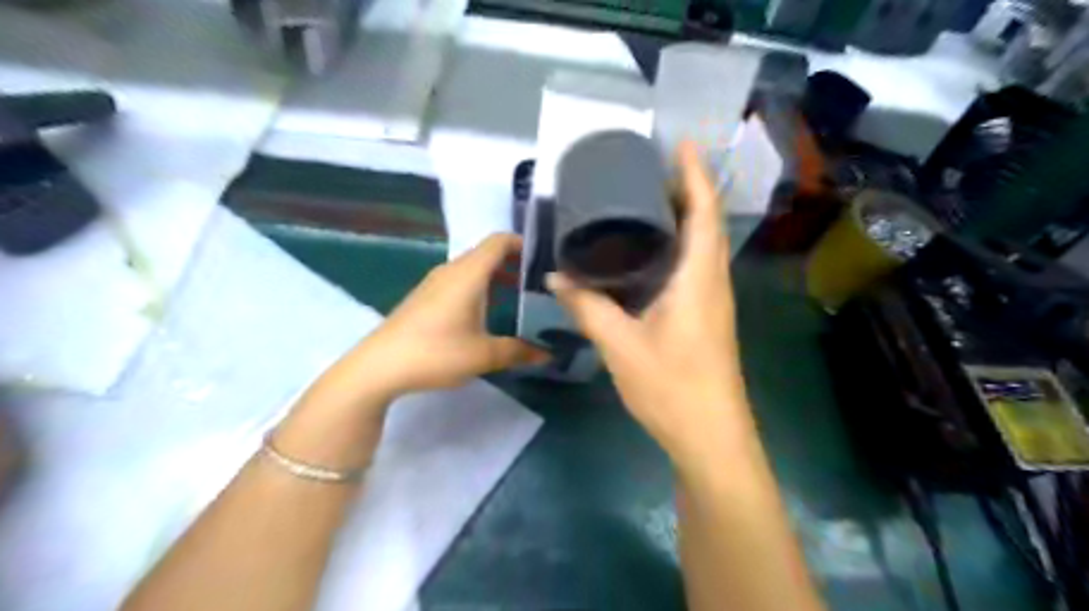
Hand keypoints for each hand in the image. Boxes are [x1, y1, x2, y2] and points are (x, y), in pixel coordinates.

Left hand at [340, 231, 548, 403]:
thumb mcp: (484, 355)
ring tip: (520, 297)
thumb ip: (519, 351)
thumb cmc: (436, 353)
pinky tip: (487, 313)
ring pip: (473, 269)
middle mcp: (452, 270)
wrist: (379, 366)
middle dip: (515, 263)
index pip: (499, 241)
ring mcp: (435, 283)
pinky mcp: (425, 297)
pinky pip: (460, 281)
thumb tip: (548, 354)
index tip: (545, 259)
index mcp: (469, 274)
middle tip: (540, 282)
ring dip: (497, 277)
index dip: (523, 244)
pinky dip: (480, 287)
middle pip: (487, 253)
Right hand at [553, 142, 748, 467]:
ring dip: (683, 216)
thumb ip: (588, 306)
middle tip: (649, 167)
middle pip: (706, 222)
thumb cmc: (671, 387)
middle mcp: (712, 281)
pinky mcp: (705, 316)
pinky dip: (676, 246)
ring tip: (646, 198)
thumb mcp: (620, 344)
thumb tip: (556, 276)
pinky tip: (649, 251)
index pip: (703, 212)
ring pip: (701, 245)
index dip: (694, 173)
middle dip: (686, 188)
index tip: (679, 141)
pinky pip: (694, 266)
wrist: (709, 435)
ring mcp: (712, 300)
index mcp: (698, 279)